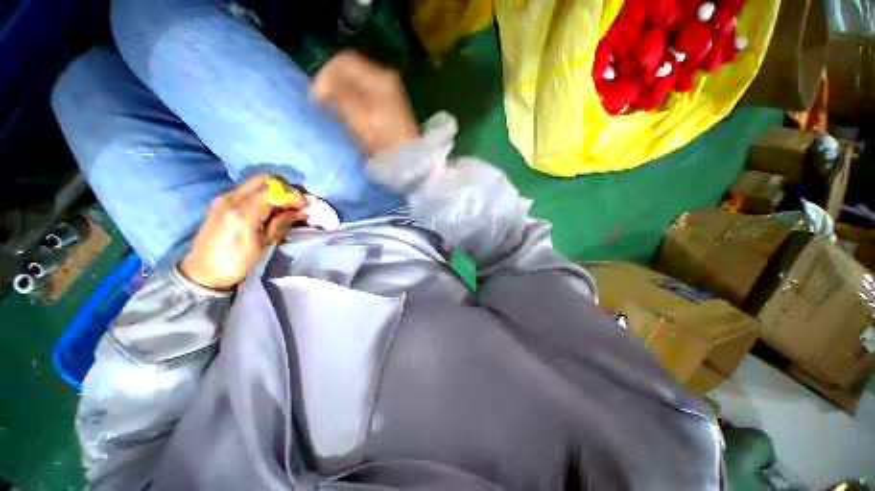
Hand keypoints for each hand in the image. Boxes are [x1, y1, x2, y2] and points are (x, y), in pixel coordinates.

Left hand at [179, 175, 305, 289]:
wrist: (202, 273)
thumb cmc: (236, 263)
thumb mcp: (264, 244)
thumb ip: (281, 223)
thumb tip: (301, 212)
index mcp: (243, 212)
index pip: (274, 189)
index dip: (294, 195)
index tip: (305, 207)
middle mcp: (231, 198)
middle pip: (265, 179)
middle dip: (286, 189)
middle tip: (296, 204)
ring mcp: (223, 198)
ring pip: (256, 181)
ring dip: (275, 190)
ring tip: (285, 206)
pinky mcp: (221, 202)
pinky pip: (248, 189)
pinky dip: (264, 193)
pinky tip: (270, 208)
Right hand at [311, 51, 417, 154]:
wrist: (407, 159)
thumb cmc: (384, 144)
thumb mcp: (359, 121)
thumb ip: (339, 99)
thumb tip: (321, 88)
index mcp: (379, 79)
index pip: (343, 62)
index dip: (325, 76)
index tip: (315, 97)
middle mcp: (385, 77)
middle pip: (350, 68)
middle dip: (331, 81)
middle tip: (320, 101)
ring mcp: (389, 89)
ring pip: (356, 78)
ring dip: (340, 88)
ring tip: (330, 106)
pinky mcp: (389, 100)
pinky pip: (364, 88)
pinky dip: (351, 94)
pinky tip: (346, 108)